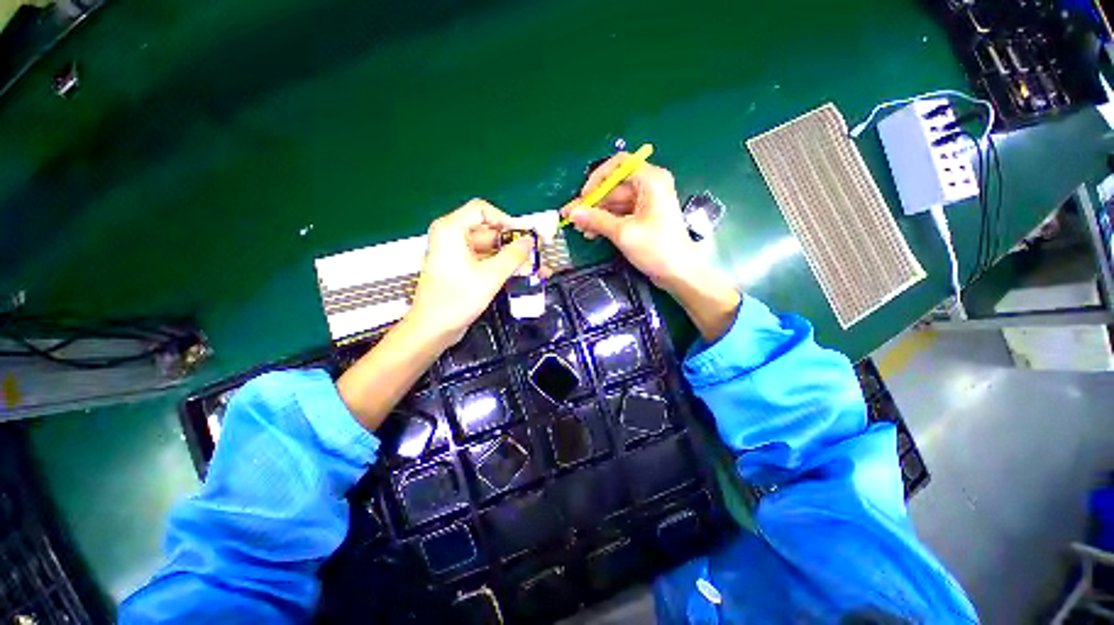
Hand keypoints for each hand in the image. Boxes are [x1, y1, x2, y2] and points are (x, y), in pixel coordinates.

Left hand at [407, 199, 532, 346]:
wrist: (433, 329)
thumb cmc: (456, 300)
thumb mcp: (490, 276)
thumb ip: (513, 256)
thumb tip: (529, 241)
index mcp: (451, 230)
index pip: (482, 210)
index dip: (506, 220)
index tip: (524, 235)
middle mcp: (452, 237)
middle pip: (489, 231)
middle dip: (515, 244)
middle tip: (536, 253)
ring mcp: (457, 254)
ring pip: (491, 249)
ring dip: (513, 258)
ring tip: (536, 268)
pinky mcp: (462, 269)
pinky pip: (486, 261)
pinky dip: (503, 267)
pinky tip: (522, 275)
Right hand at [560, 153, 705, 291]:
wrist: (679, 273)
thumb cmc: (656, 249)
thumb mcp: (624, 233)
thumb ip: (597, 219)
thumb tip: (572, 213)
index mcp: (650, 180)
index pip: (619, 164)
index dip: (598, 178)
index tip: (584, 197)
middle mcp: (649, 186)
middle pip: (614, 187)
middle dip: (592, 203)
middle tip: (571, 218)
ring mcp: (646, 203)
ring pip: (615, 203)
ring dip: (596, 215)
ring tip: (579, 230)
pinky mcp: (644, 218)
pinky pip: (620, 214)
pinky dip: (606, 223)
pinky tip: (592, 234)